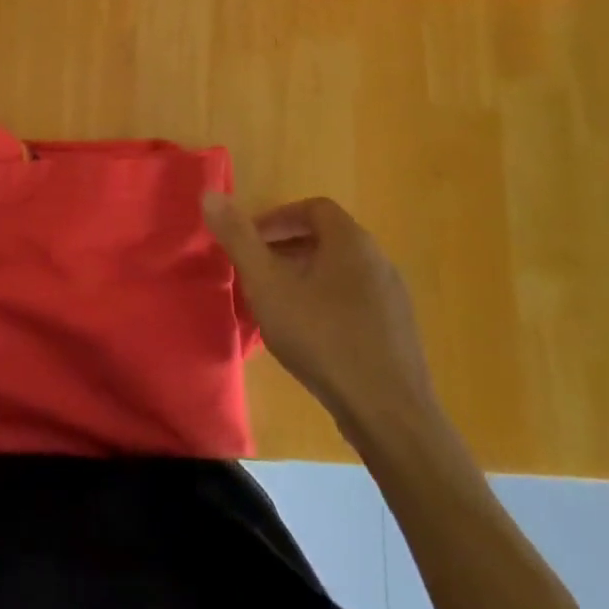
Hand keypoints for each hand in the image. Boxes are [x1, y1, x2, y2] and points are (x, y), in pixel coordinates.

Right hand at [204, 193, 442, 449]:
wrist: (389, 414)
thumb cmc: (322, 338)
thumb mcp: (267, 285)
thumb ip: (239, 238)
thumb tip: (210, 194)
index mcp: (352, 242)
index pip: (314, 208)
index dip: (278, 218)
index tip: (251, 242)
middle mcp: (378, 261)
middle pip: (327, 238)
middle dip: (287, 249)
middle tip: (257, 272)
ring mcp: (393, 298)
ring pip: (341, 272)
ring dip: (306, 277)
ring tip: (278, 304)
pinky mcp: (398, 332)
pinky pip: (355, 300)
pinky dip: (327, 303)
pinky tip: (309, 335)